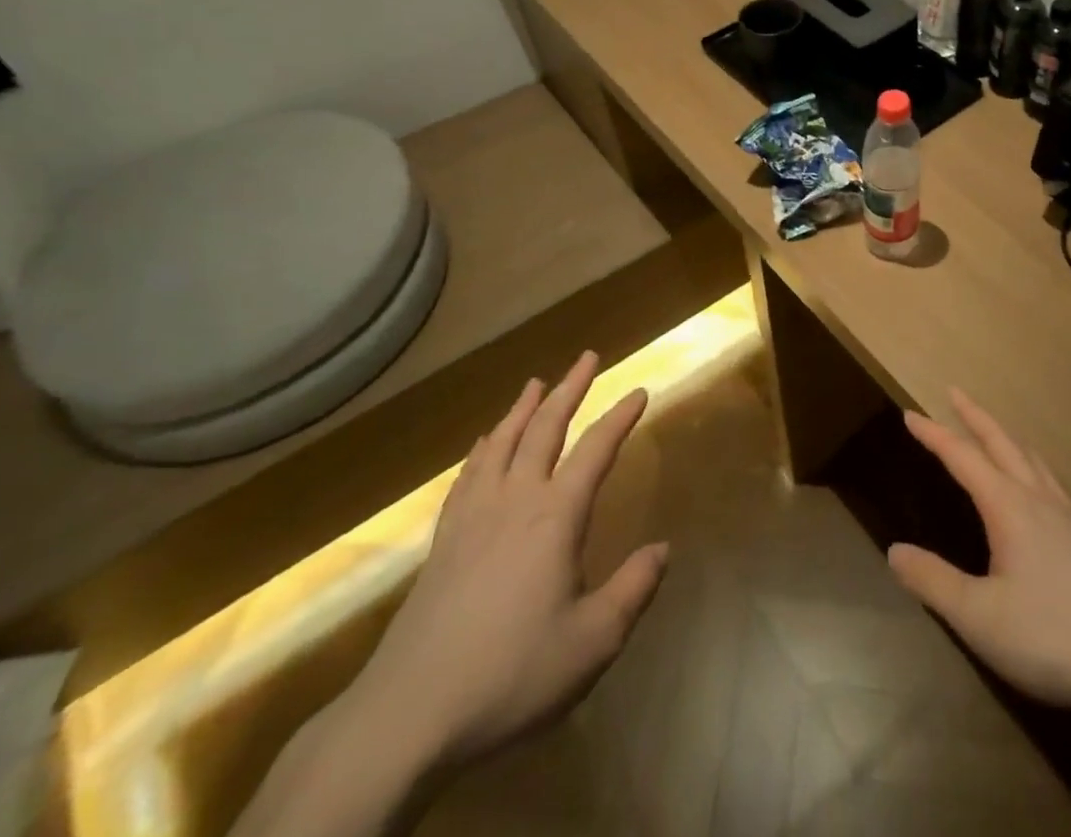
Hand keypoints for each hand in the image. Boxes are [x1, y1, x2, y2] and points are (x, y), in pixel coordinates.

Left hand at [343, 353, 667, 769]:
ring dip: (523, 408)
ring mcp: (473, 517)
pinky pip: (467, 476)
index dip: (620, 417)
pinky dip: (482, 449)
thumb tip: (663, 549)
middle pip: (545, 428)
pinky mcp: (443, 541)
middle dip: (570, 388)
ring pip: (502, 443)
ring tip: (535, 383)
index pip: (596, 450)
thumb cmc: (511, 674)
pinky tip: (483, 444)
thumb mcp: (592, 642)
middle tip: (587, 356)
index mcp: (556, 516)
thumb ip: (633, 590)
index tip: (640, 391)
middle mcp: (515, 500)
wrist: (408, 714)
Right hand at [888, 388, 1070, 722]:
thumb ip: (935, 583)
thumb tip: (894, 551)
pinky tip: (1036, 485)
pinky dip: (1030, 462)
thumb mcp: (981, 617)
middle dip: (974, 416)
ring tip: (992, 429)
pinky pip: (1049, 479)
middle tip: (953, 391)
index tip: (909, 414)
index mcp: (1008, 506)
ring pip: (1030, 457)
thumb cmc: (1056, 634)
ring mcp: (1068, 516)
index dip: (934, 435)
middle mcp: (1037, 498)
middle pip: (1002, 442)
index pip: (963, 457)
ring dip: (1004, 435)